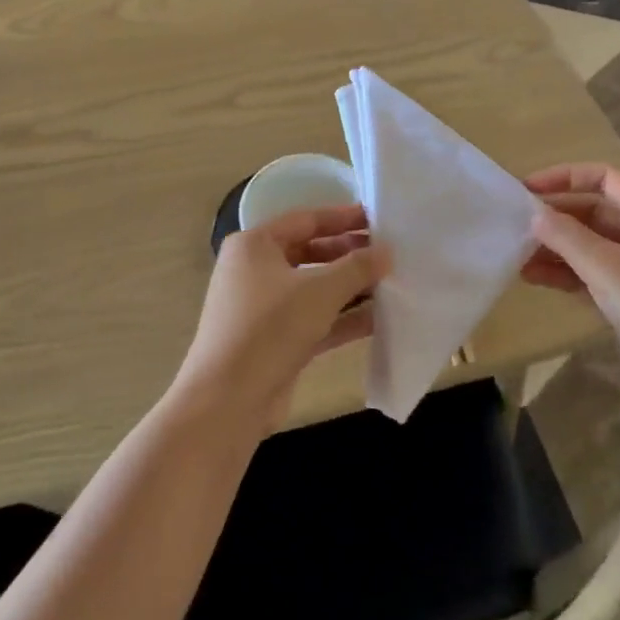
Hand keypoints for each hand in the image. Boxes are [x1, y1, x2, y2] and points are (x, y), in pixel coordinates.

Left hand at [175, 205, 389, 431]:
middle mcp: (255, 271)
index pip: (305, 220)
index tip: (378, 219)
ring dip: (350, 287)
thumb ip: (357, 267)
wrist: (228, 401)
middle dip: (349, 254)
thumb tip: (387, 251)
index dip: (343, 218)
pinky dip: (342, 317)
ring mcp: (264, 308)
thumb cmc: (270, 328)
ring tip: (392, 283)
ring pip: (314, 289)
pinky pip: (314, 319)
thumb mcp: (319, 291)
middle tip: (389, 254)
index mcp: (254, 245)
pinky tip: (379, 318)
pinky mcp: (275, 341)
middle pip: (310, 253)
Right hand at [522, 164, 619, 410]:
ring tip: (515, 255)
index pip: (603, 178)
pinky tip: (531, 277)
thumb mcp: (606, 266)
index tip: (526, 189)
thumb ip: (565, 235)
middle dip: (554, 217)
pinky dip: (564, 272)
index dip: (563, 177)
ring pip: (589, 244)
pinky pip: (590, 272)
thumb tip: (533, 214)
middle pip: (593, 210)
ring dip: (554, 247)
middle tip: (514, 225)